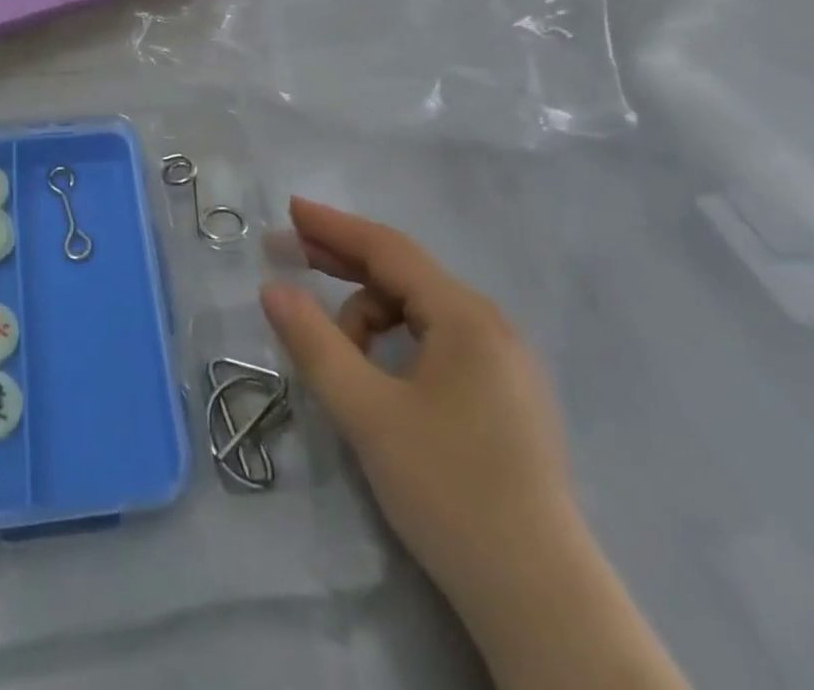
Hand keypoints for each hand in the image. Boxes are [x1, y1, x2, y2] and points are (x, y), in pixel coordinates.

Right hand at [260, 198, 576, 604]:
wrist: (542, 602)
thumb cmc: (450, 491)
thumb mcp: (367, 414)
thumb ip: (315, 344)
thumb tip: (272, 288)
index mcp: (465, 317)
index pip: (388, 250)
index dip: (334, 227)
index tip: (289, 209)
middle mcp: (490, 326)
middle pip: (404, 275)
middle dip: (342, 262)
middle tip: (287, 254)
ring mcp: (503, 363)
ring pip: (418, 314)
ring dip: (368, 319)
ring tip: (337, 359)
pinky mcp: (504, 397)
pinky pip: (437, 343)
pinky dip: (395, 345)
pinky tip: (376, 375)